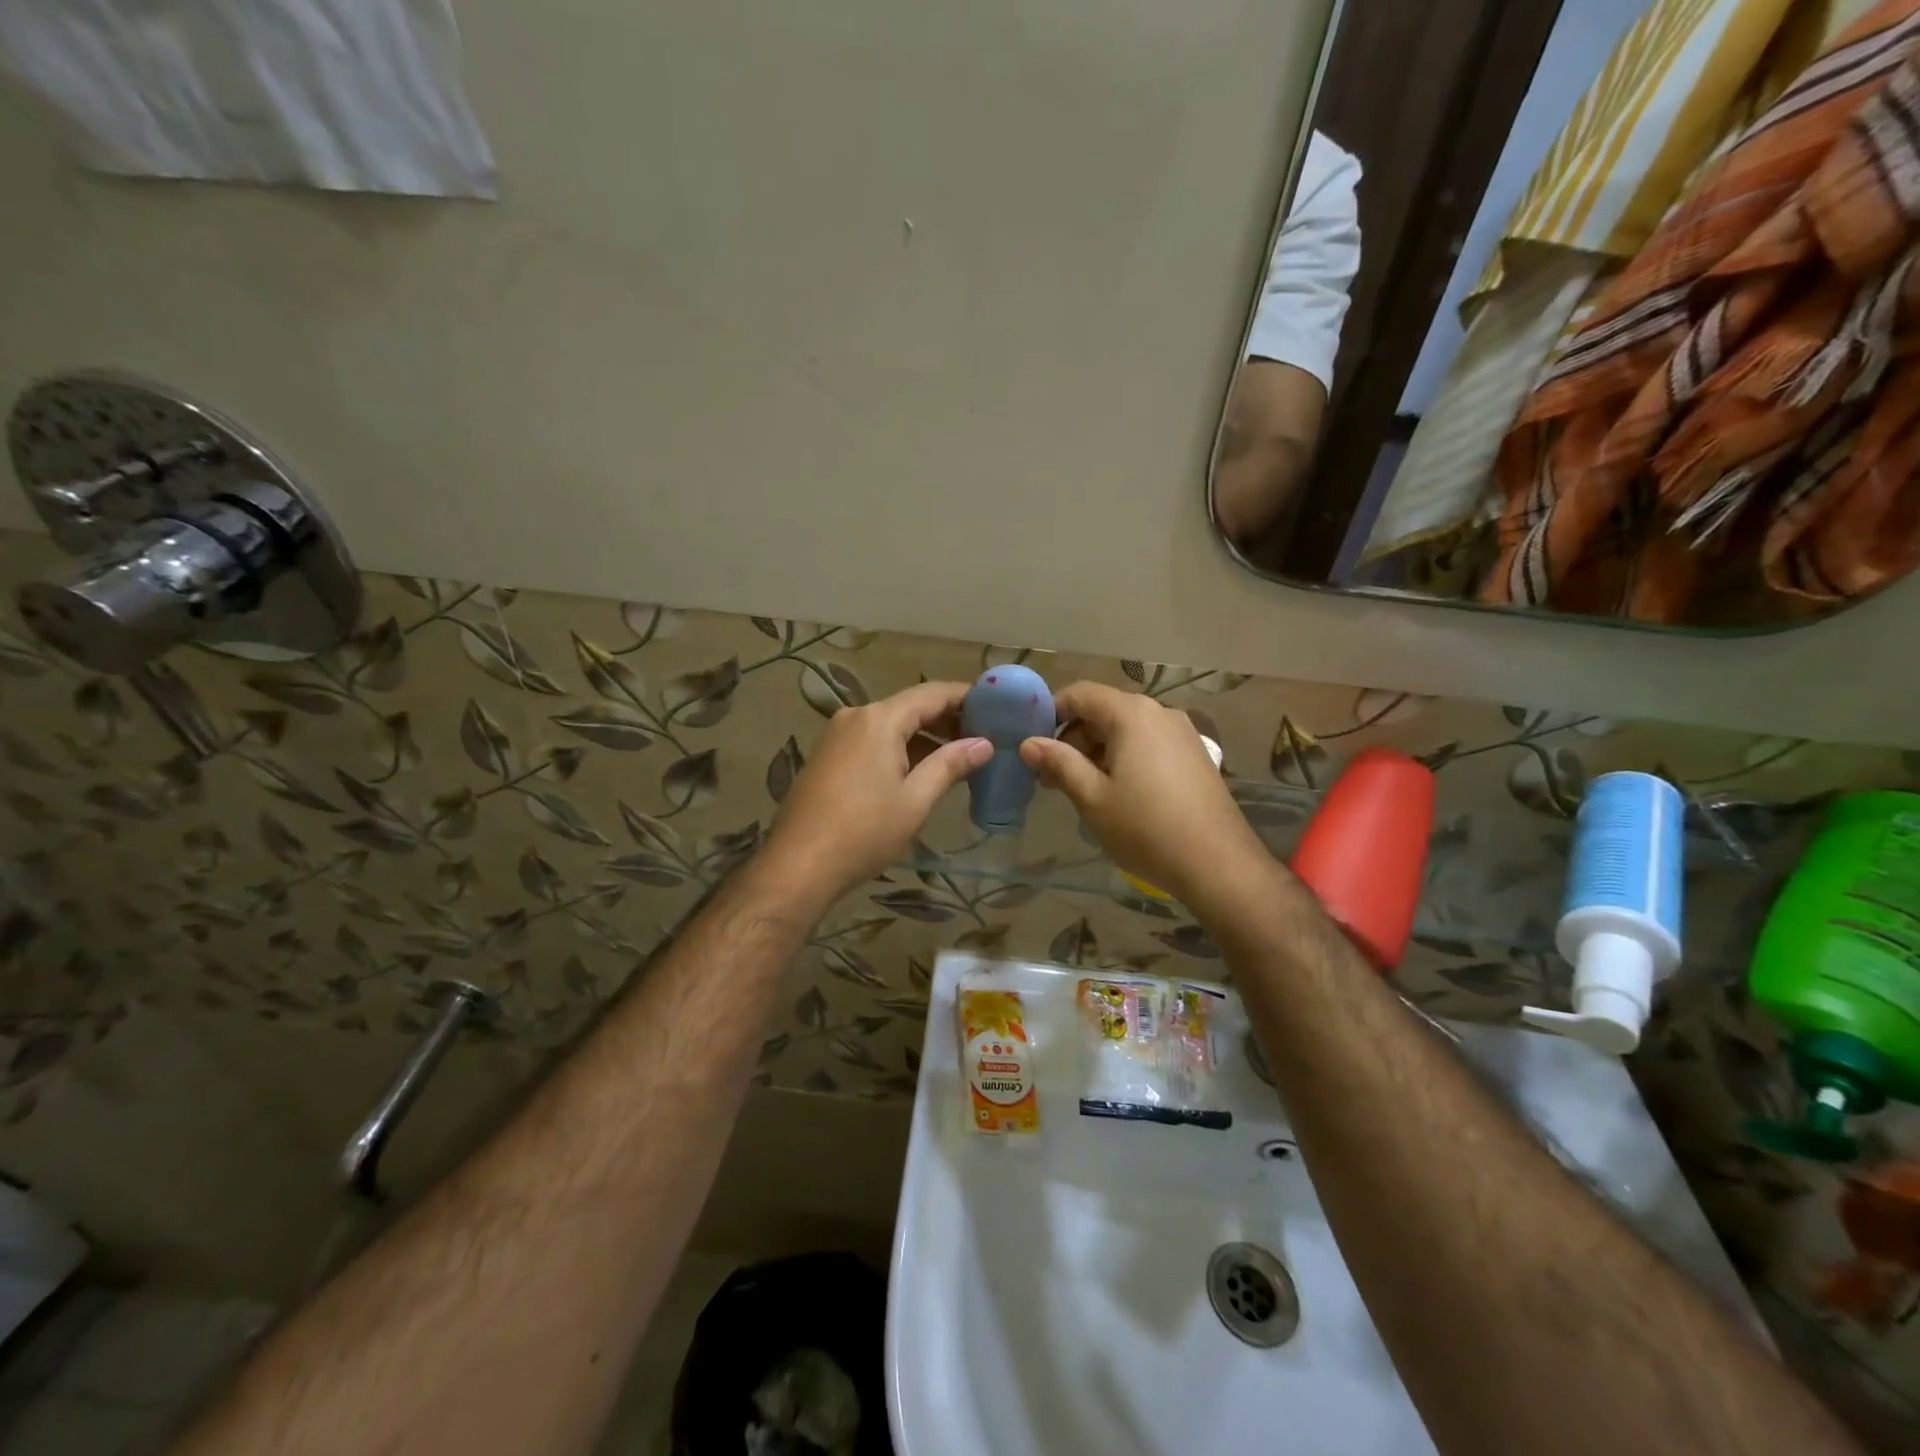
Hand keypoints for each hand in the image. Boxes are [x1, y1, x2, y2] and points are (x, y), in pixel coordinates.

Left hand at [764, 681, 990, 905]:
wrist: (798, 865)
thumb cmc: (864, 832)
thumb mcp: (915, 800)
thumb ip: (950, 765)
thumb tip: (984, 744)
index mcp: (879, 719)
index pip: (932, 694)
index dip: (966, 697)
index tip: (997, 708)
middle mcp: (855, 716)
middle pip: (910, 706)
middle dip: (947, 719)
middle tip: (983, 736)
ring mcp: (836, 735)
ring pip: (890, 725)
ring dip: (923, 736)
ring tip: (958, 757)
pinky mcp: (827, 756)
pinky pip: (871, 741)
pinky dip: (899, 748)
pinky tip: (919, 770)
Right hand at [1019, 682, 1266, 911]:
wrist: (1218, 864)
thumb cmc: (1146, 828)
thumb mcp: (1092, 797)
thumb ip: (1059, 763)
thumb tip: (1028, 743)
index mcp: (1132, 714)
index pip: (1080, 694)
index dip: (1050, 713)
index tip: (1032, 744)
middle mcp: (1159, 712)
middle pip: (1103, 710)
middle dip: (1072, 738)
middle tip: (1052, 778)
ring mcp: (1182, 733)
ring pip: (1126, 729)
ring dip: (1097, 752)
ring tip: (1082, 790)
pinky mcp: (1194, 755)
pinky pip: (1148, 744)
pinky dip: (1124, 758)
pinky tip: (1118, 794)